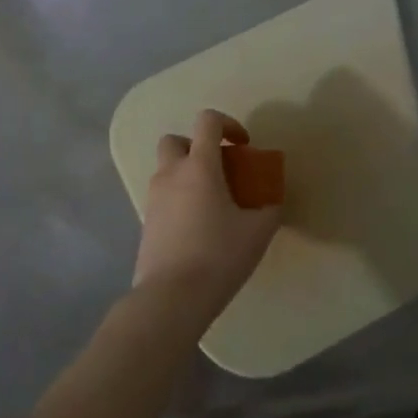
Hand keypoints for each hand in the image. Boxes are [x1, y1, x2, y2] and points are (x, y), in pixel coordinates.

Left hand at [134, 110, 281, 326]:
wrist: (172, 296)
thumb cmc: (219, 256)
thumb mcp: (257, 232)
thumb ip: (269, 209)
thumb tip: (271, 201)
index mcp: (199, 166)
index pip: (207, 121)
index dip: (228, 124)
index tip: (243, 146)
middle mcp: (171, 174)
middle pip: (175, 140)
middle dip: (197, 147)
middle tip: (219, 170)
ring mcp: (153, 198)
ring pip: (166, 169)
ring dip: (187, 174)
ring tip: (211, 204)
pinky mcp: (145, 222)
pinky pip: (162, 197)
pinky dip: (178, 199)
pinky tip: (197, 227)